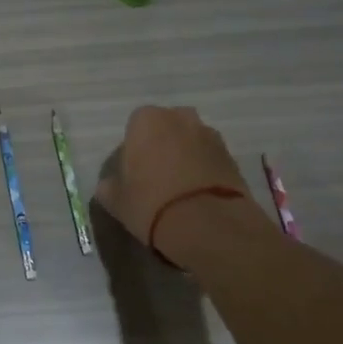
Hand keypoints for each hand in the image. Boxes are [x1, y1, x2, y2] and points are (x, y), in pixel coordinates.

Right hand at [94, 105, 265, 264]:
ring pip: (190, 141)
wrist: (208, 225)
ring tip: (180, 189)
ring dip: (185, 157)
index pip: (135, 126)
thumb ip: (109, 185)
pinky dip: (204, 170)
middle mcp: (180, 118)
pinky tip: (198, 196)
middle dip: (162, 146)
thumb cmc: (150, 204)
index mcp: (147, 121)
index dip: (134, 149)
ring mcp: (210, 135)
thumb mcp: (115, 200)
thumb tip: (111, 184)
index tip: (133, 172)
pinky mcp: (232, 157)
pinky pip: (210, 158)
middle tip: (155, 177)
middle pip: (167, 128)